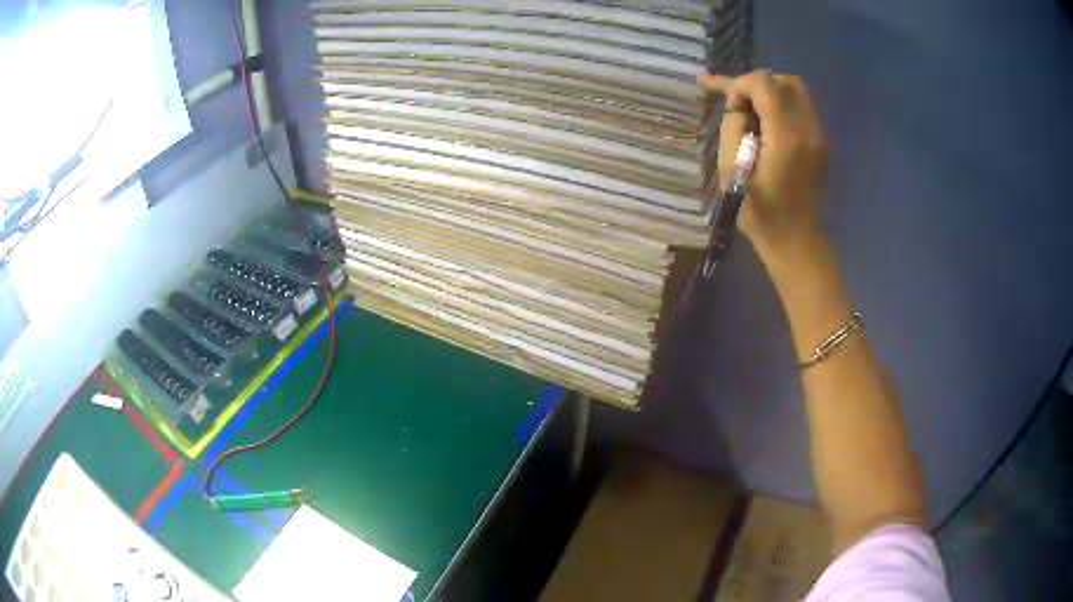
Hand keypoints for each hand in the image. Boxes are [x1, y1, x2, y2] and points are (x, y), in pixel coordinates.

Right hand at [699, 70, 828, 258]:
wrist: (794, 238)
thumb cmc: (758, 210)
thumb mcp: (731, 169)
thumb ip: (732, 127)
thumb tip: (739, 107)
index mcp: (786, 136)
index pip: (763, 84)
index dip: (739, 86)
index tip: (730, 109)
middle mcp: (808, 129)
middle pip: (784, 81)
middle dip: (757, 84)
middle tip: (739, 103)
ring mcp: (819, 135)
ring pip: (796, 90)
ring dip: (770, 92)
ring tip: (750, 108)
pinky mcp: (822, 142)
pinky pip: (802, 107)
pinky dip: (782, 104)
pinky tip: (766, 120)